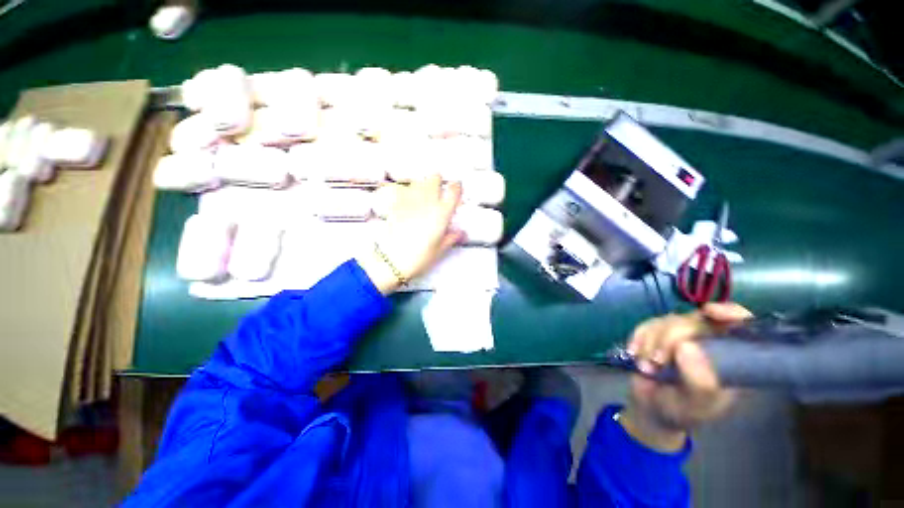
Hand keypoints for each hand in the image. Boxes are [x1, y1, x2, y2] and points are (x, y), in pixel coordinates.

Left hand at [356, 175, 462, 293]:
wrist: (392, 259)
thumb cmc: (420, 257)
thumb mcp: (439, 249)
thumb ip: (451, 237)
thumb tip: (461, 232)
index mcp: (442, 213)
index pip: (454, 190)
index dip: (457, 187)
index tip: (456, 189)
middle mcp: (427, 201)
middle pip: (434, 178)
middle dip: (438, 182)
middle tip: (438, 193)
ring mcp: (410, 200)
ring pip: (419, 181)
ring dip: (423, 185)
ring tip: (423, 197)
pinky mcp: (396, 203)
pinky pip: (403, 189)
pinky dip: (407, 192)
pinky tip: (407, 202)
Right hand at [619, 303, 752, 451]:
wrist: (651, 409)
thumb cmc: (682, 411)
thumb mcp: (697, 406)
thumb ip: (700, 383)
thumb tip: (687, 347)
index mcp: (729, 357)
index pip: (740, 325)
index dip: (729, 312)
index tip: (709, 312)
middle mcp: (706, 341)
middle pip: (694, 320)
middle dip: (671, 338)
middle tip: (658, 361)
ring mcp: (679, 336)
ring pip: (666, 321)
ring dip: (651, 342)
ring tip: (646, 367)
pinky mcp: (655, 334)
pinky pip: (645, 325)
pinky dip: (638, 339)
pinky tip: (634, 353)